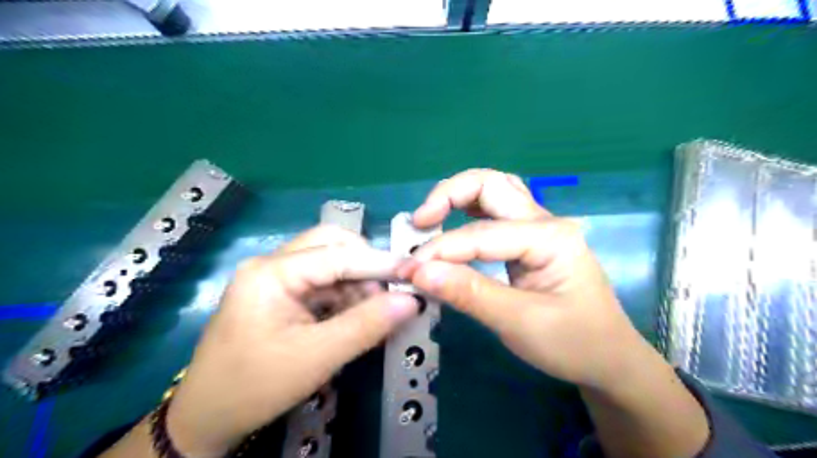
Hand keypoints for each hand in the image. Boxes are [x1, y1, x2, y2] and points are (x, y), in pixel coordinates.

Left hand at [167, 227, 420, 454]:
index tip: (414, 273)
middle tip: (388, 295)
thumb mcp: (317, 357)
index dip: (379, 262)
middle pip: (330, 246)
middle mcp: (272, 264)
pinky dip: (344, 296)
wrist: (206, 418)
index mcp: (271, 272)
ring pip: (329, 264)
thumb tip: (411, 301)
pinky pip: (321, 282)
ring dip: (356, 284)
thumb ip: (367, 325)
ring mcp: (274, 278)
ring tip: (374, 314)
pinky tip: (354, 318)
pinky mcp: (280, 293)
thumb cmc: (255, 387)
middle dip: (364, 267)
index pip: (337, 255)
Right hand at [399, 169, 648, 387]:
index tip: (407, 271)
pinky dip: (468, 213)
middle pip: (491, 185)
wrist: (610, 360)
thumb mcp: (520, 323)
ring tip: (430, 219)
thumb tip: (417, 272)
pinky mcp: (530, 241)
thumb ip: (469, 293)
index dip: (440, 251)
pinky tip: (452, 226)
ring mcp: (539, 228)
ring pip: (494, 191)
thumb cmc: (574, 343)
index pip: (480, 235)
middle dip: (448, 195)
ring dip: (458, 198)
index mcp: (549, 237)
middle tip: (420, 222)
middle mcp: (545, 221)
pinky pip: (495, 214)